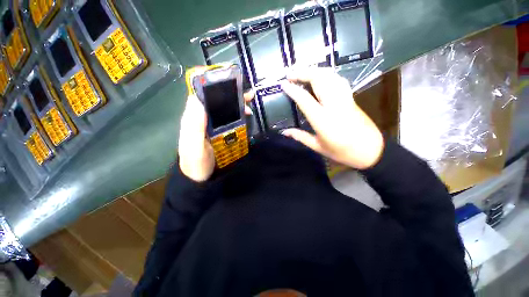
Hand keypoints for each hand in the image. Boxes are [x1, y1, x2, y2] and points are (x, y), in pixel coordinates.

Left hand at [178, 92, 254, 181]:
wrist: (199, 176)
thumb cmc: (195, 162)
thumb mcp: (194, 146)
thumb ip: (195, 126)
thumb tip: (198, 100)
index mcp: (193, 117)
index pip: (201, 95)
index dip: (213, 86)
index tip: (228, 82)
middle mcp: (202, 117)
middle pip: (215, 100)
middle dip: (230, 95)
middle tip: (246, 94)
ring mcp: (211, 124)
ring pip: (223, 108)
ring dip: (236, 104)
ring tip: (249, 104)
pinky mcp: (218, 130)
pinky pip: (228, 118)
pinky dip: (238, 114)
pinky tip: (246, 115)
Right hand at [281, 68, 383, 169]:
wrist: (370, 150)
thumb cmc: (342, 152)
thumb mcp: (318, 147)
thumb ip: (300, 137)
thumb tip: (284, 132)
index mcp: (323, 119)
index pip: (305, 99)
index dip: (293, 90)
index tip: (283, 84)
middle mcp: (334, 105)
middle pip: (319, 80)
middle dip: (303, 73)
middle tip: (290, 74)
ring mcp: (344, 99)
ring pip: (330, 76)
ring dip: (315, 71)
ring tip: (303, 73)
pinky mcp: (351, 98)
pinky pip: (338, 80)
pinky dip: (327, 75)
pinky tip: (321, 77)